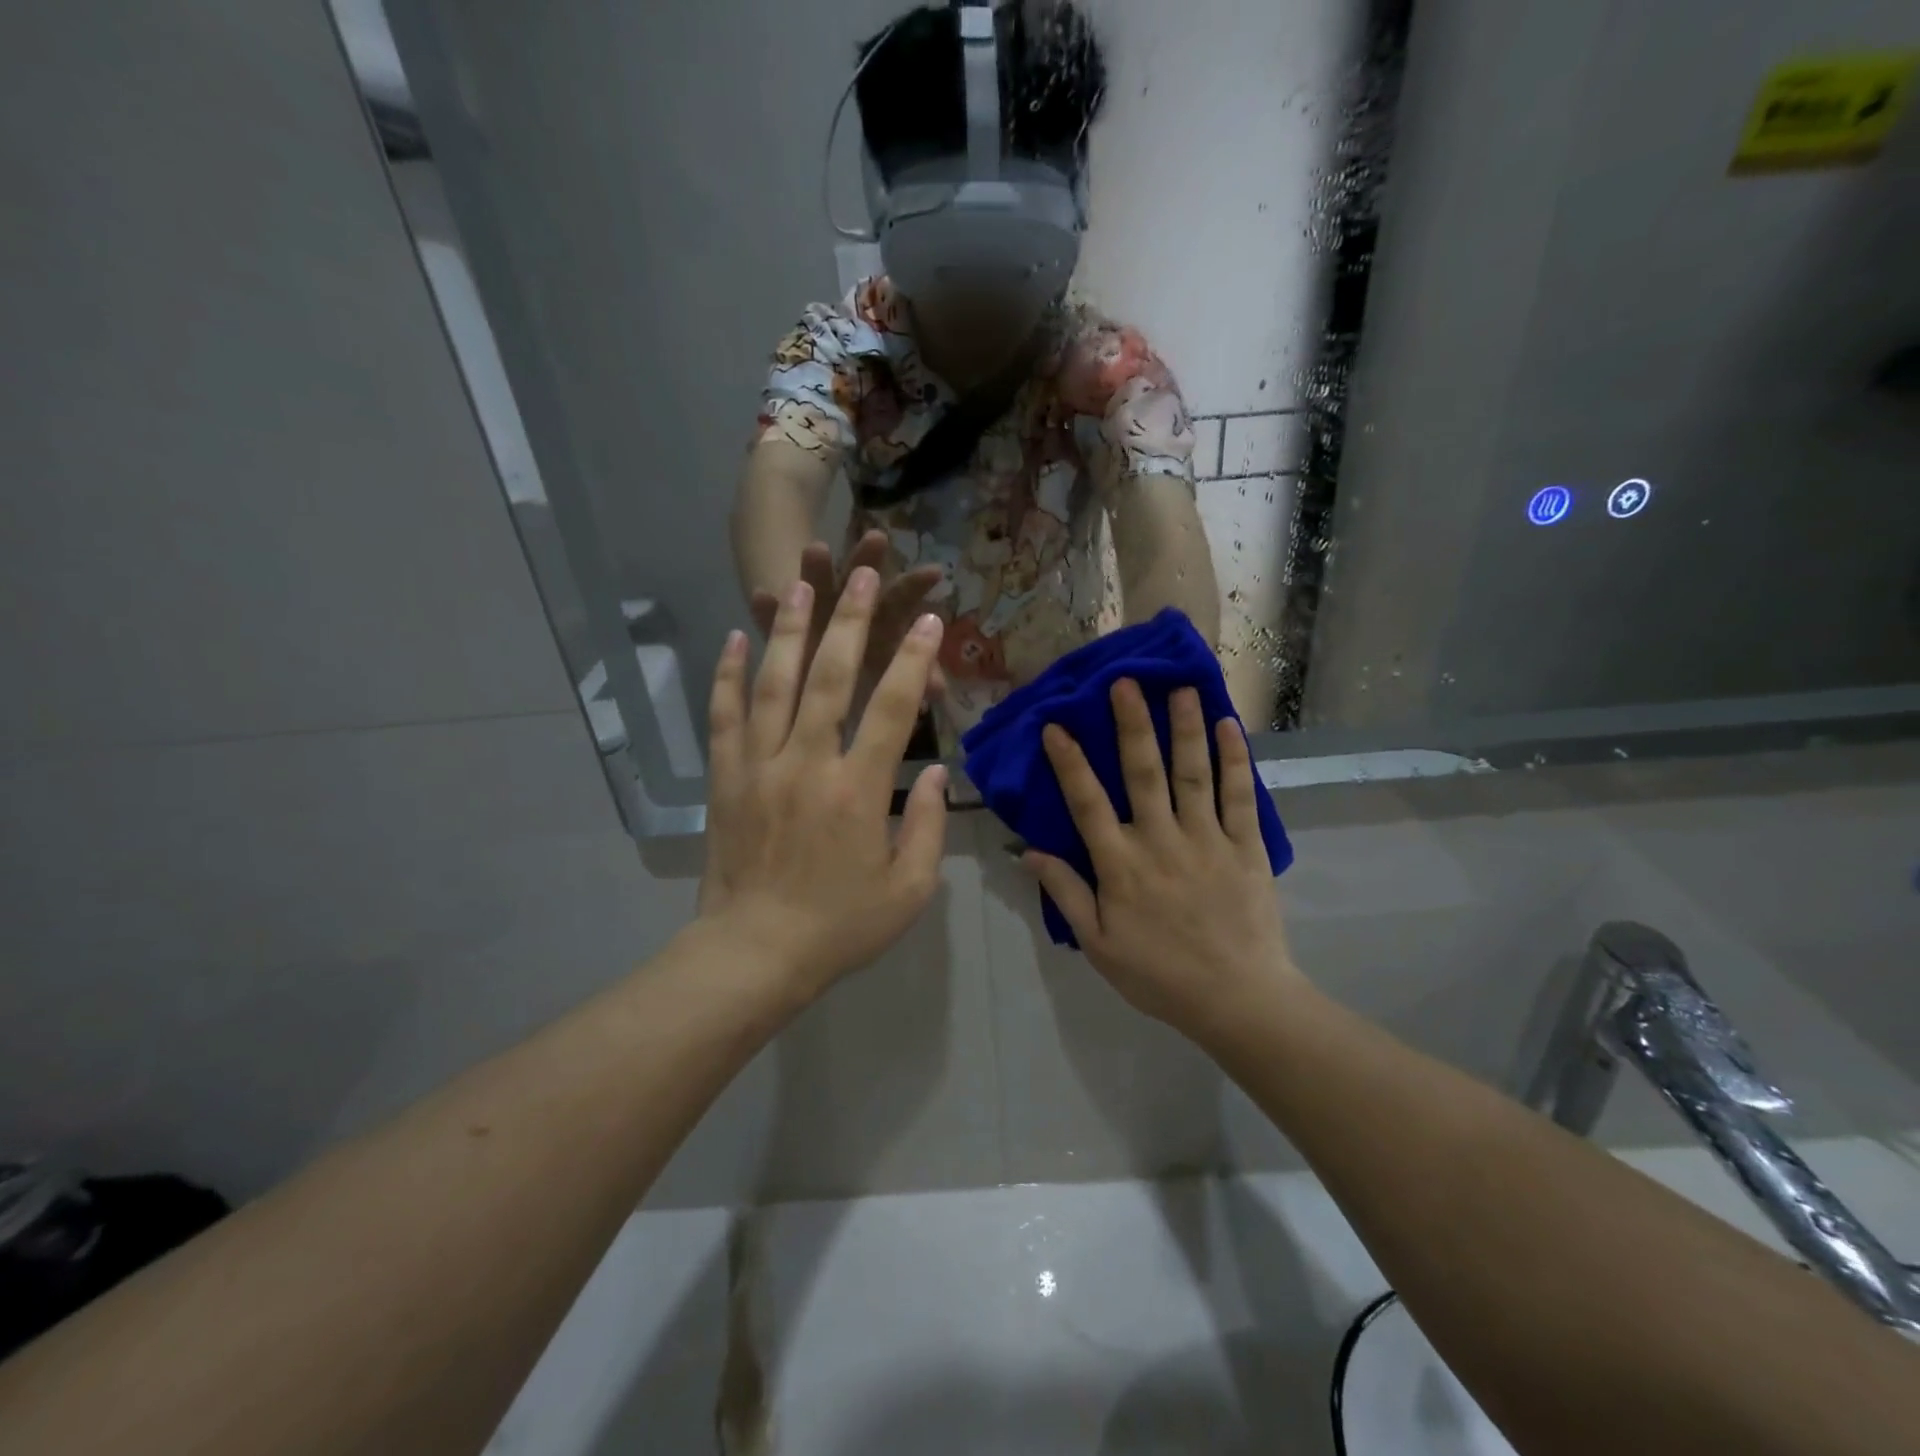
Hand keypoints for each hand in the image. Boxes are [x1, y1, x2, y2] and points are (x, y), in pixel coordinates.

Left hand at [701, 567, 948, 1000]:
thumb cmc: (841, 927)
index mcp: (858, 792)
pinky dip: (728, 675)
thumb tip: (934, 772)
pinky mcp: (725, 779)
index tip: (930, 622)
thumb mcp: (909, 890)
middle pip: (829, 678)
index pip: (891, 709)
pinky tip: (734, 638)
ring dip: (788, 630)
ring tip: (800, 584)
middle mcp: (807, 765)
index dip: (914, 660)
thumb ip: (929, 827)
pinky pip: (724, 716)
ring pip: (772, 684)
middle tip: (862, 574)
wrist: (754, 955)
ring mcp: (759, 767)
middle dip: (851, 621)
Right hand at [1022, 680, 1301, 1041]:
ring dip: (1185, 728)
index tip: (1055, 725)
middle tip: (1125, 683)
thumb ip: (1066, 893)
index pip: (1087, 803)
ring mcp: (1207, 839)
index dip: (1070, 762)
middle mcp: (1161, 840)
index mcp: (1121, 865)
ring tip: (1180, 688)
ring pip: (1193, 774)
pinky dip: (1235, 760)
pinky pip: (1240, 796)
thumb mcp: (1098, 944)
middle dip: (1132, 725)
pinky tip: (1229, 726)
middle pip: (1143, 773)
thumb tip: (1029, 851)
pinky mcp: (1246, 846)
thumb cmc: (1159, 974)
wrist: (1237, 999)